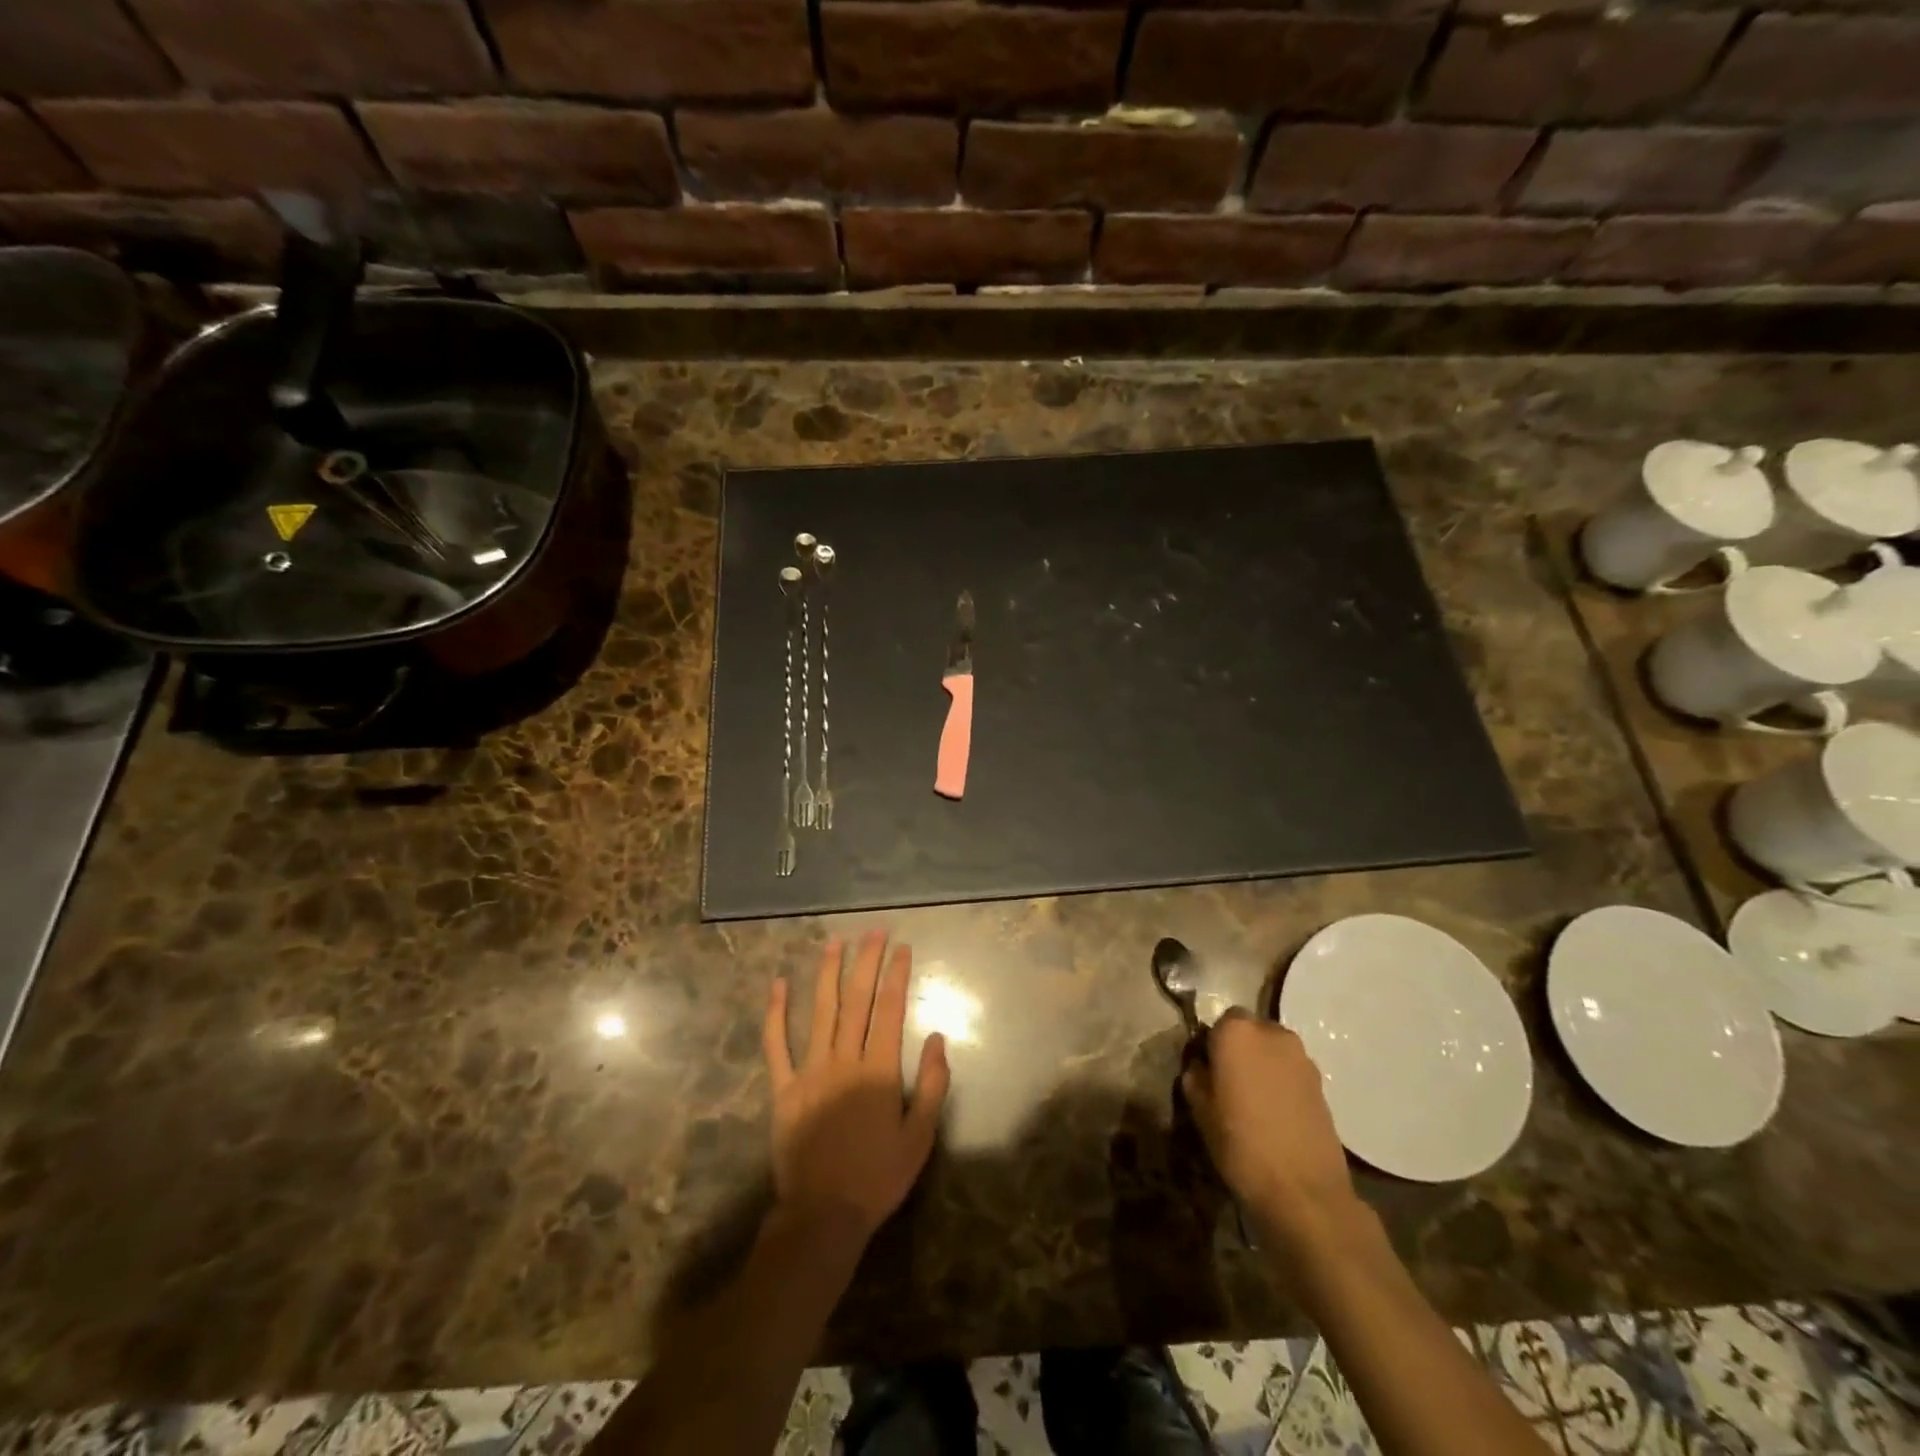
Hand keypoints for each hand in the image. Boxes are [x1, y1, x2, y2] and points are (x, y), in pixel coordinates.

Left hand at [763, 932, 950, 1244]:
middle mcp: (844, 1060)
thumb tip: (938, 1038)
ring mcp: (810, 1071)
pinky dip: (776, 1013)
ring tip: (835, 942)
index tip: (902, 947)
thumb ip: (933, 1085)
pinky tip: (778, 985)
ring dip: (828, 973)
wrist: (823, 1215)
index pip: (890, 1010)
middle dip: (867, 961)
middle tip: (873, 931)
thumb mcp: (921, 1137)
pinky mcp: (783, 1088)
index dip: (897, 975)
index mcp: (879, 1071)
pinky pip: (776, 1044)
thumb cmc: (878, 1177)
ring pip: (820, 1011)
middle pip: (857, 1000)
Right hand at [1182, 1011, 1359, 1250]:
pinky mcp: (1322, 1083)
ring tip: (1254, 1101)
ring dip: (1262, 1066)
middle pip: (1249, 1031)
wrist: (1304, 1191)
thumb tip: (1201, 1066)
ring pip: (1273, 1051)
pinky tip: (1275, 1114)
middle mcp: (1272, 1033)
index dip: (1212, 1045)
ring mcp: (1302, 1057)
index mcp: (1237, 1032)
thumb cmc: (1241, 1144)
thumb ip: (1196, 1076)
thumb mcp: (1200, 1110)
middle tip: (1229, 1084)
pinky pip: (1291, 1072)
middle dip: (1239, 1050)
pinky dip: (1282, 1083)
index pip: (1218, 1022)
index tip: (1207, 1070)